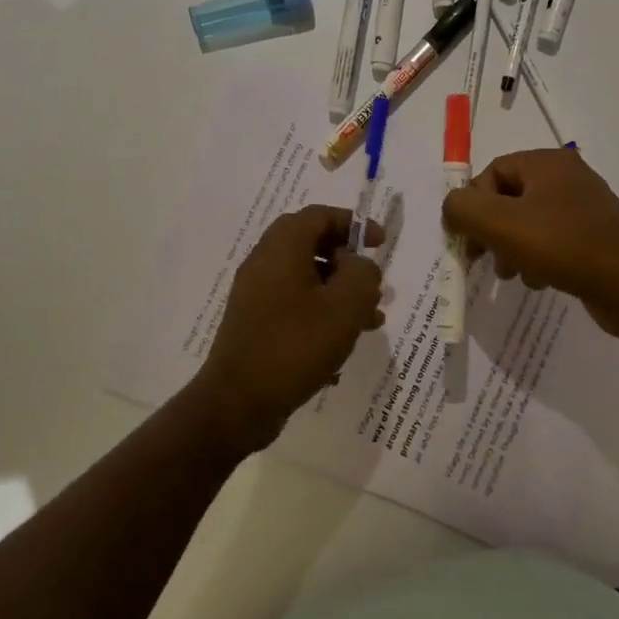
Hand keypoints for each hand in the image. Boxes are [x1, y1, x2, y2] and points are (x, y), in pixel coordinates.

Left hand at [193, 205, 384, 453]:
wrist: (237, 403)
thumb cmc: (295, 345)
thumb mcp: (344, 307)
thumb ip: (362, 275)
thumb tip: (359, 266)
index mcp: (282, 247)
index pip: (319, 216)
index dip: (354, 224)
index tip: (381, 244)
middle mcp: (264, 262)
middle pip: (312, 245)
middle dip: (349, 263)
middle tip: (373, 286)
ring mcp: (256, 294)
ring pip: (306, 278)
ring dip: (339, 292)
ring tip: (371, 320)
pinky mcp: (255, 323)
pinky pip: (294, 304)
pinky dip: (321, 312)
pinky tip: (343, 343)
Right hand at [441, 149, 618, 339]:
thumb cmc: (562, 246)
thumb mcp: (500, 224)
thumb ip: (463, 209)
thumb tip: (453, 209)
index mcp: (547, 162)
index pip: (492, 173)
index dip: (472, 205)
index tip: (467, 240)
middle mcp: (567, 177)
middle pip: (509, 198)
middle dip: (491, 231)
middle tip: (483, 260)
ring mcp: (584, 207)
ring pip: (529, 222)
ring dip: (512, 248)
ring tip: (513, 274)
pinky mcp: (595, 236)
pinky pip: (552, 240)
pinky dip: (537, 258)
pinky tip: (539, 281)